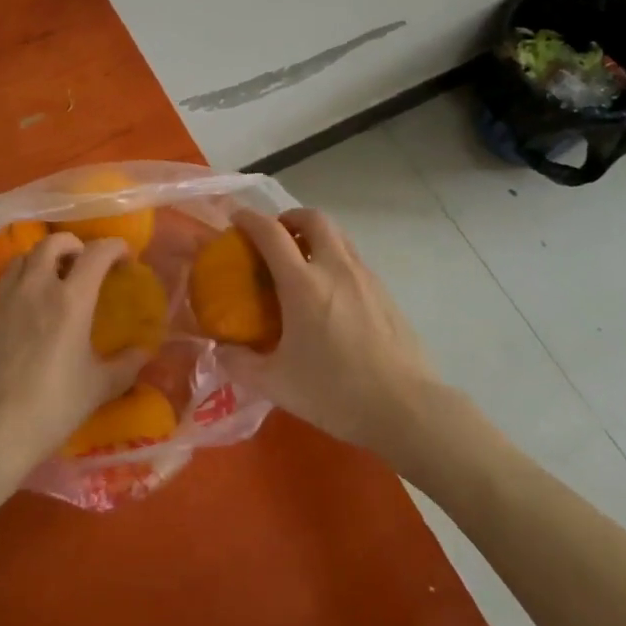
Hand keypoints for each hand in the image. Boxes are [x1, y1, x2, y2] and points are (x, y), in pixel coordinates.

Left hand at [0, 233, 144, 484]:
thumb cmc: (51, 408)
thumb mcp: (98, 388)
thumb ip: (126, 365)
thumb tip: (145, 351)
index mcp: (72, 299)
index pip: (96, 253)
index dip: (115, 247)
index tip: (125, 258)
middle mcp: (38, 288)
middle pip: (53, 242)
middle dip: (74, 244)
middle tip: (86, 263)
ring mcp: (7, 299)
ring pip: (24, 257)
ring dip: (43, 257)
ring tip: (55, 276)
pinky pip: (6, 282)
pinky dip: (22, 279)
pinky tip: (30, 305)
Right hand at [226, 208, 441, 458]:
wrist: (406, 408)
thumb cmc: (336, 392)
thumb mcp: (276, 384)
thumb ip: (240, 364)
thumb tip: (220, 351)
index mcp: (303, 284)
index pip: (271, 232)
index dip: (249, 219)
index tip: (236, 219)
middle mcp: (335, 268)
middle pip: (313, 218)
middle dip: (289, 218)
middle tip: (275, 237)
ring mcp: (365, 277)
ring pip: (338, 235)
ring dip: (315, 234)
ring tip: (301, 260)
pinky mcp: (385, 292)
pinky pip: (354, 258)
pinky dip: (335, 258)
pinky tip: (330, 293)